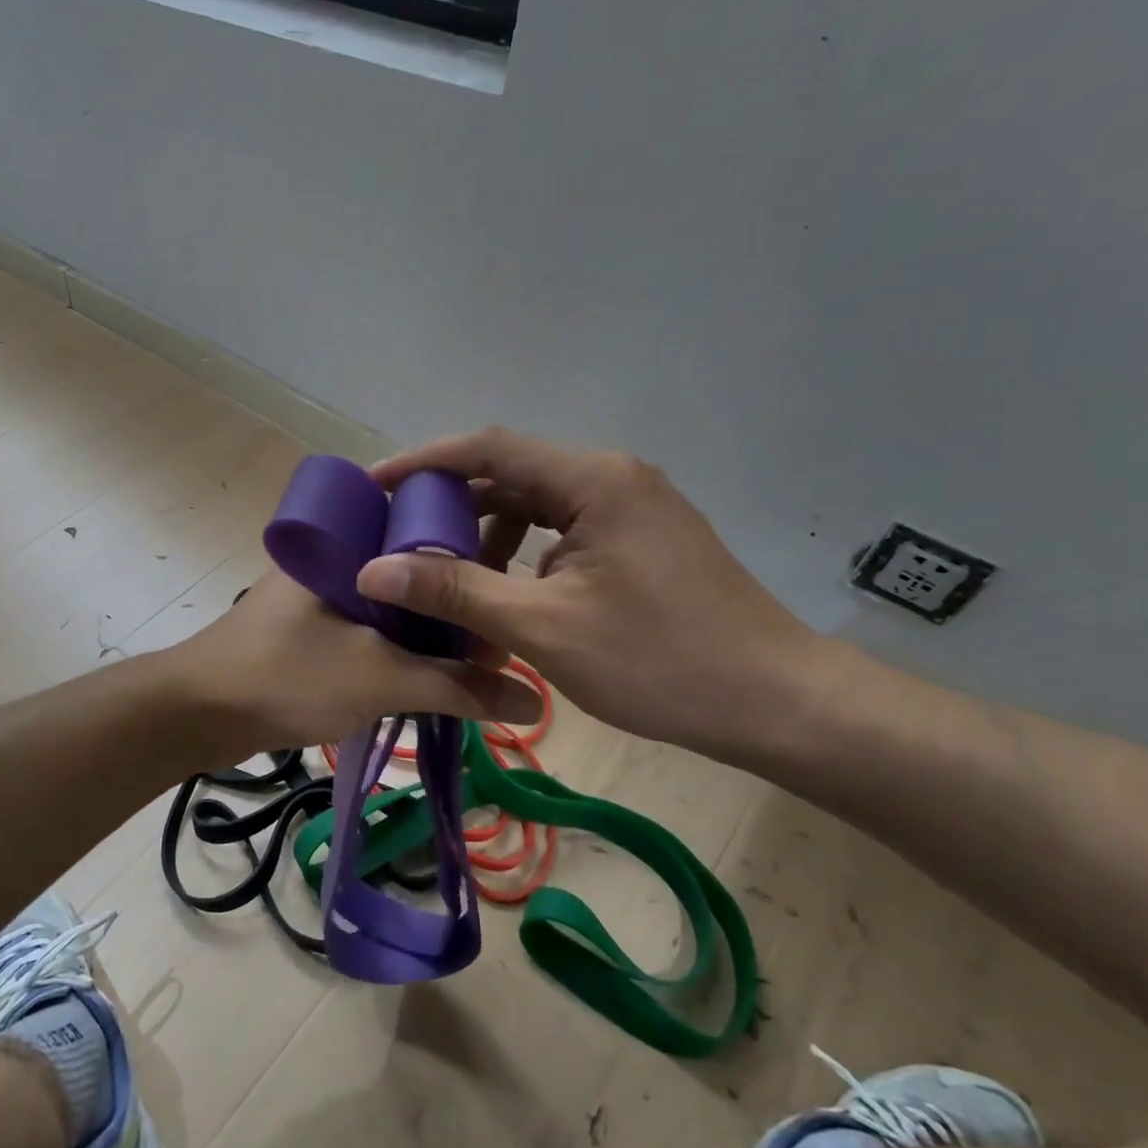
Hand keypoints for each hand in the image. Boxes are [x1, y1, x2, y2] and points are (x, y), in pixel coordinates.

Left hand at [167, 569, 541, 758]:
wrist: (196, 714)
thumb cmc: (287, 675)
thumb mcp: (380, 679)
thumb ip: (456, 687)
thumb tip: (534, 699)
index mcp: (349, 539)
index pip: (425, 523)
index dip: (470, 552)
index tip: (508, 586)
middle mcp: (337, 555)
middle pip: (414, 569)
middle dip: (454, 603)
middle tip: (496, 636)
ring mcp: (322, 592)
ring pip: (393, 602)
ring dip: (429, 631)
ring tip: (474, 659)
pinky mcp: (312, 626)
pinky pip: (371, 627)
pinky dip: (401, 647)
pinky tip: (430, 671)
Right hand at [356, 428, 830, 763]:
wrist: (774, 701)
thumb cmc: (658, 661)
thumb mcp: (542, 627)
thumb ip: (455, 590)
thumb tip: (373, 569)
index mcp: (592, 479)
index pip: (488, 446)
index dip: (424, 461)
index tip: (373, 485)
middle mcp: (612, 477)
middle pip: (511, 474)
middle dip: (452, 507)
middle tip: (401, 542)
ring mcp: (633, 507)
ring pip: (538, 507)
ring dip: (489, 539)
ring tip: (451, 584)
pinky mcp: (642, 539)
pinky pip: (565, 533)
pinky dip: (525, 558)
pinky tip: (508, 599)